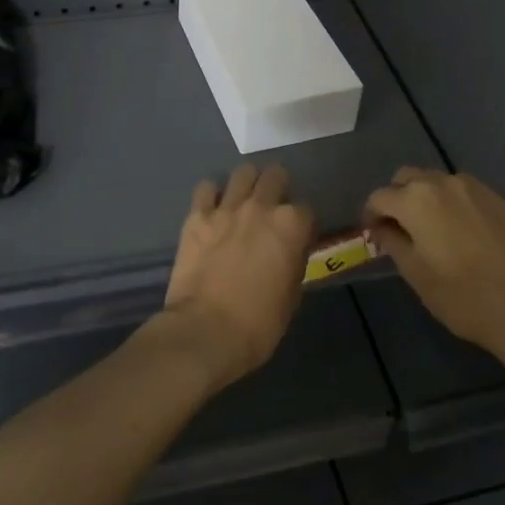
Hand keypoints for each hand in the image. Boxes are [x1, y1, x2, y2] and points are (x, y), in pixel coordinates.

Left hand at [161, 164, 314, 389]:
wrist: (206, 331)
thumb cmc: (258, 324)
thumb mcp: (292, 296)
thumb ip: (294, 262)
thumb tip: (291, 251)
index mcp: (291, 225)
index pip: (307, 210)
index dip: (304, 225)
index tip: (299, 238)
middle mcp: (261, 207)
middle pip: (276, 176)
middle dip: (278, 189)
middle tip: (273, 209)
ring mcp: (226, 208)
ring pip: (243, 172)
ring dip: (248, 184)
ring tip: (244, 201)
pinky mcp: (197, 216)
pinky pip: (206, 188)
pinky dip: (212, 195)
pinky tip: (214, 210)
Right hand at [364, 167, 504, 353]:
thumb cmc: (458, 294)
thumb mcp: (413, 271)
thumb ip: (391, 241)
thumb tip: (381, 228)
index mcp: (415, 200)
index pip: (379, 197)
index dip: (371, 215)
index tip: (374, 234)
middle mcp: (441, 183)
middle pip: (407, 178)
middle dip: (397, 198)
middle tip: (399, 228)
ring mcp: (472, 187)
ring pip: (435, 180)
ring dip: (424, 196)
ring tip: (430, 227)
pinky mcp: (495, 198)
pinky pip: (461, 190)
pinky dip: (451, 201)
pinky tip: (457, 228)